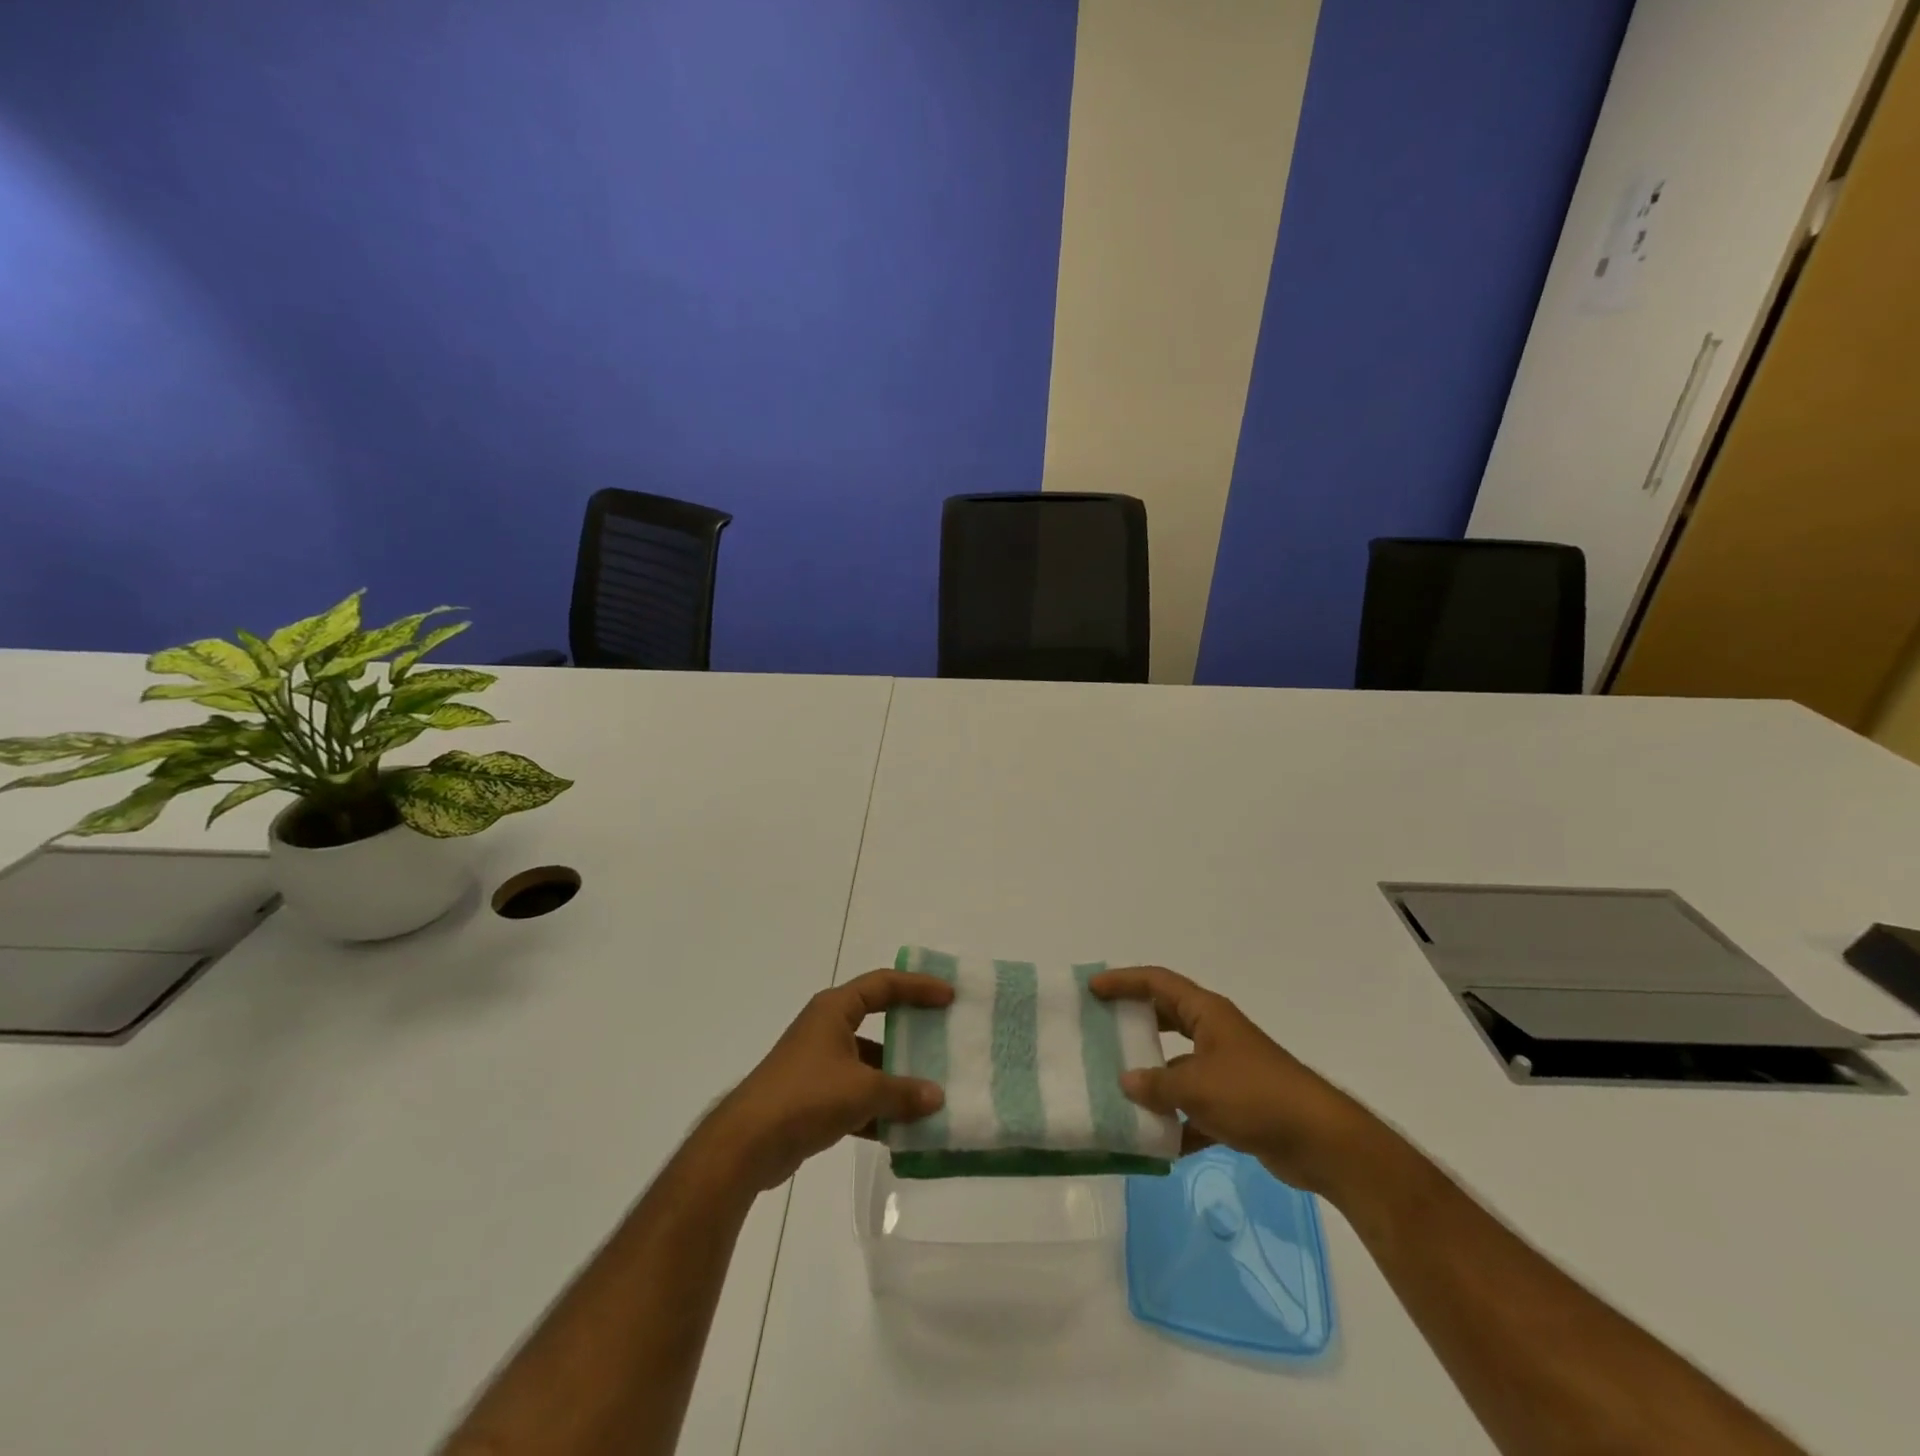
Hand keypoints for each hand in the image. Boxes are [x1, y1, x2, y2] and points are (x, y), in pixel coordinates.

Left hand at [701, 970, 952, 1192]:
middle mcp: (826, 1029)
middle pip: (878, 1020)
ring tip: (932, 1091)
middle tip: (944, 1038)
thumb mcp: (862, 1090)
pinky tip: (904, 1130)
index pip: (884, 985)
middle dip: (911, 1032)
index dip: (918, 987)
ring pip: (868, 1063)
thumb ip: (903, 1092)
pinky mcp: (813, 1097)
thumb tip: (937, 1097)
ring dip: (896, 1078)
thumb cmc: (806, 1096)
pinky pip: (856, 1094)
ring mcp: (818, 1064)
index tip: (949, 996)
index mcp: (835, 1009)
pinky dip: (877, 1108)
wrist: (747, 1144)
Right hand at [1090, 966, 1381, 1194]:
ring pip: (1178, 1067)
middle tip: (1100, 1031)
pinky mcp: (1237, 1105)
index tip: (1093, 988)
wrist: (1320, 1141)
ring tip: (1116, 1090)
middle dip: (1134, 1024)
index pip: (1157, 983)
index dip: (1124, 981)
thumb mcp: (1195, 1087)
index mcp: (1206, 1013)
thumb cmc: (1254, 1096)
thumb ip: (1156, 1084)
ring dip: (1153, 1079)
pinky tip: (1156, 1142)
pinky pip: (1195, 1106)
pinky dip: (1177, 1121)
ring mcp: (1227, 1069)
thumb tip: (1126, 1082)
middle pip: (1166, 1019)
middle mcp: (1215, 1034)